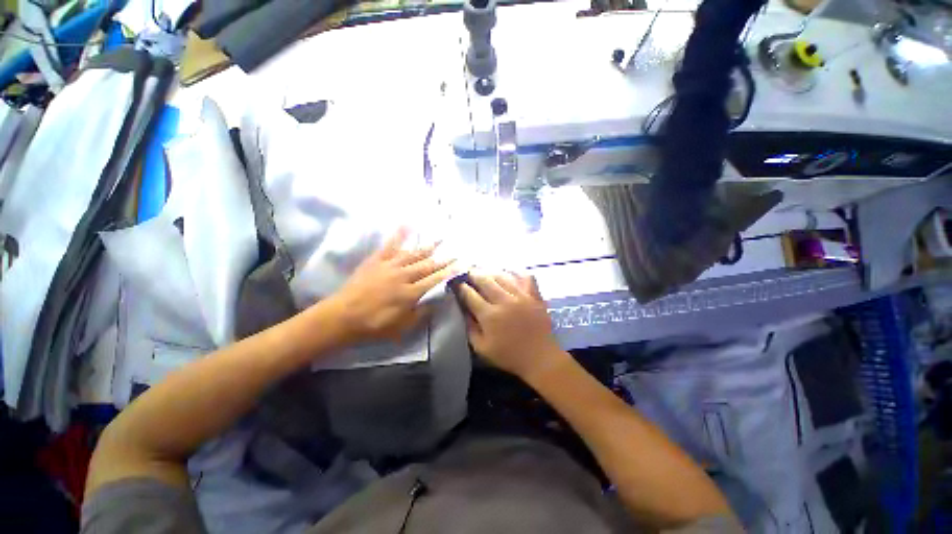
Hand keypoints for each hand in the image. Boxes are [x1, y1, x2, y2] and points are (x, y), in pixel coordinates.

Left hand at [328, 228, 455, 342]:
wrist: (342, 316)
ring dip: (428, 247)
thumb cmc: (374, 324)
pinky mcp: (377, 260)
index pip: (435, 280)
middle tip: (455, 252)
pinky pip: (390, 245)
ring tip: (440, 239)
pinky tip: (407, 225)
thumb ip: (421, 313)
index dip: (449, 272)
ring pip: (413, 254)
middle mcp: (403, 276)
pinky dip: (399, 235)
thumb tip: (437, 300)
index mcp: (410, 293)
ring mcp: (389, 265)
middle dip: (443, 259)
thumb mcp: (402, 327)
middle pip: (427, 265)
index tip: (460, 265)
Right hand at [457, 272, 568, 380]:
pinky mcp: (534, 295)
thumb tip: (462, 310)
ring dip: (491, 272)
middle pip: (485, 280)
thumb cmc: (509, 355)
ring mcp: (521, 296)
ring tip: (485, 272)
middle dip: (474, 275)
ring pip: (502, 276)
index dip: (461, 288)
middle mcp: (504, 301)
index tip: (456, 284)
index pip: (470, 295)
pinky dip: (516, 272)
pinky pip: (525, 277)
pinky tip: (509, 273)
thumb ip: (469, 328)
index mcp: (489, 315)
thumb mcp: (482, 348)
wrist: (540, 357)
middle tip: (468, 273)